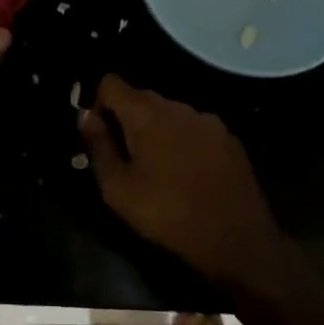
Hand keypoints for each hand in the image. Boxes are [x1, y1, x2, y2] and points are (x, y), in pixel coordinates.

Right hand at [78, 75, 290, 287]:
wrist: (238, 241)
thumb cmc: (168, 215)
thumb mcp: (118, 190)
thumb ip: (97, 146)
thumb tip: (85, 116)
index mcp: (145, 112)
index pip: (110, 83)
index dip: (97, 103)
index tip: (99, 135)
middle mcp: (176, 105)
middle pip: (140, 97)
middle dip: (127, 120)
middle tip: (125, 158)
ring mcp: (206, 119)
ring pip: (169, 114)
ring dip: (157, 131)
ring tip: (158, 170)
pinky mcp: (229, 137)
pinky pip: (194, 129)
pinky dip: (184, 142)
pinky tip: (188, 174)